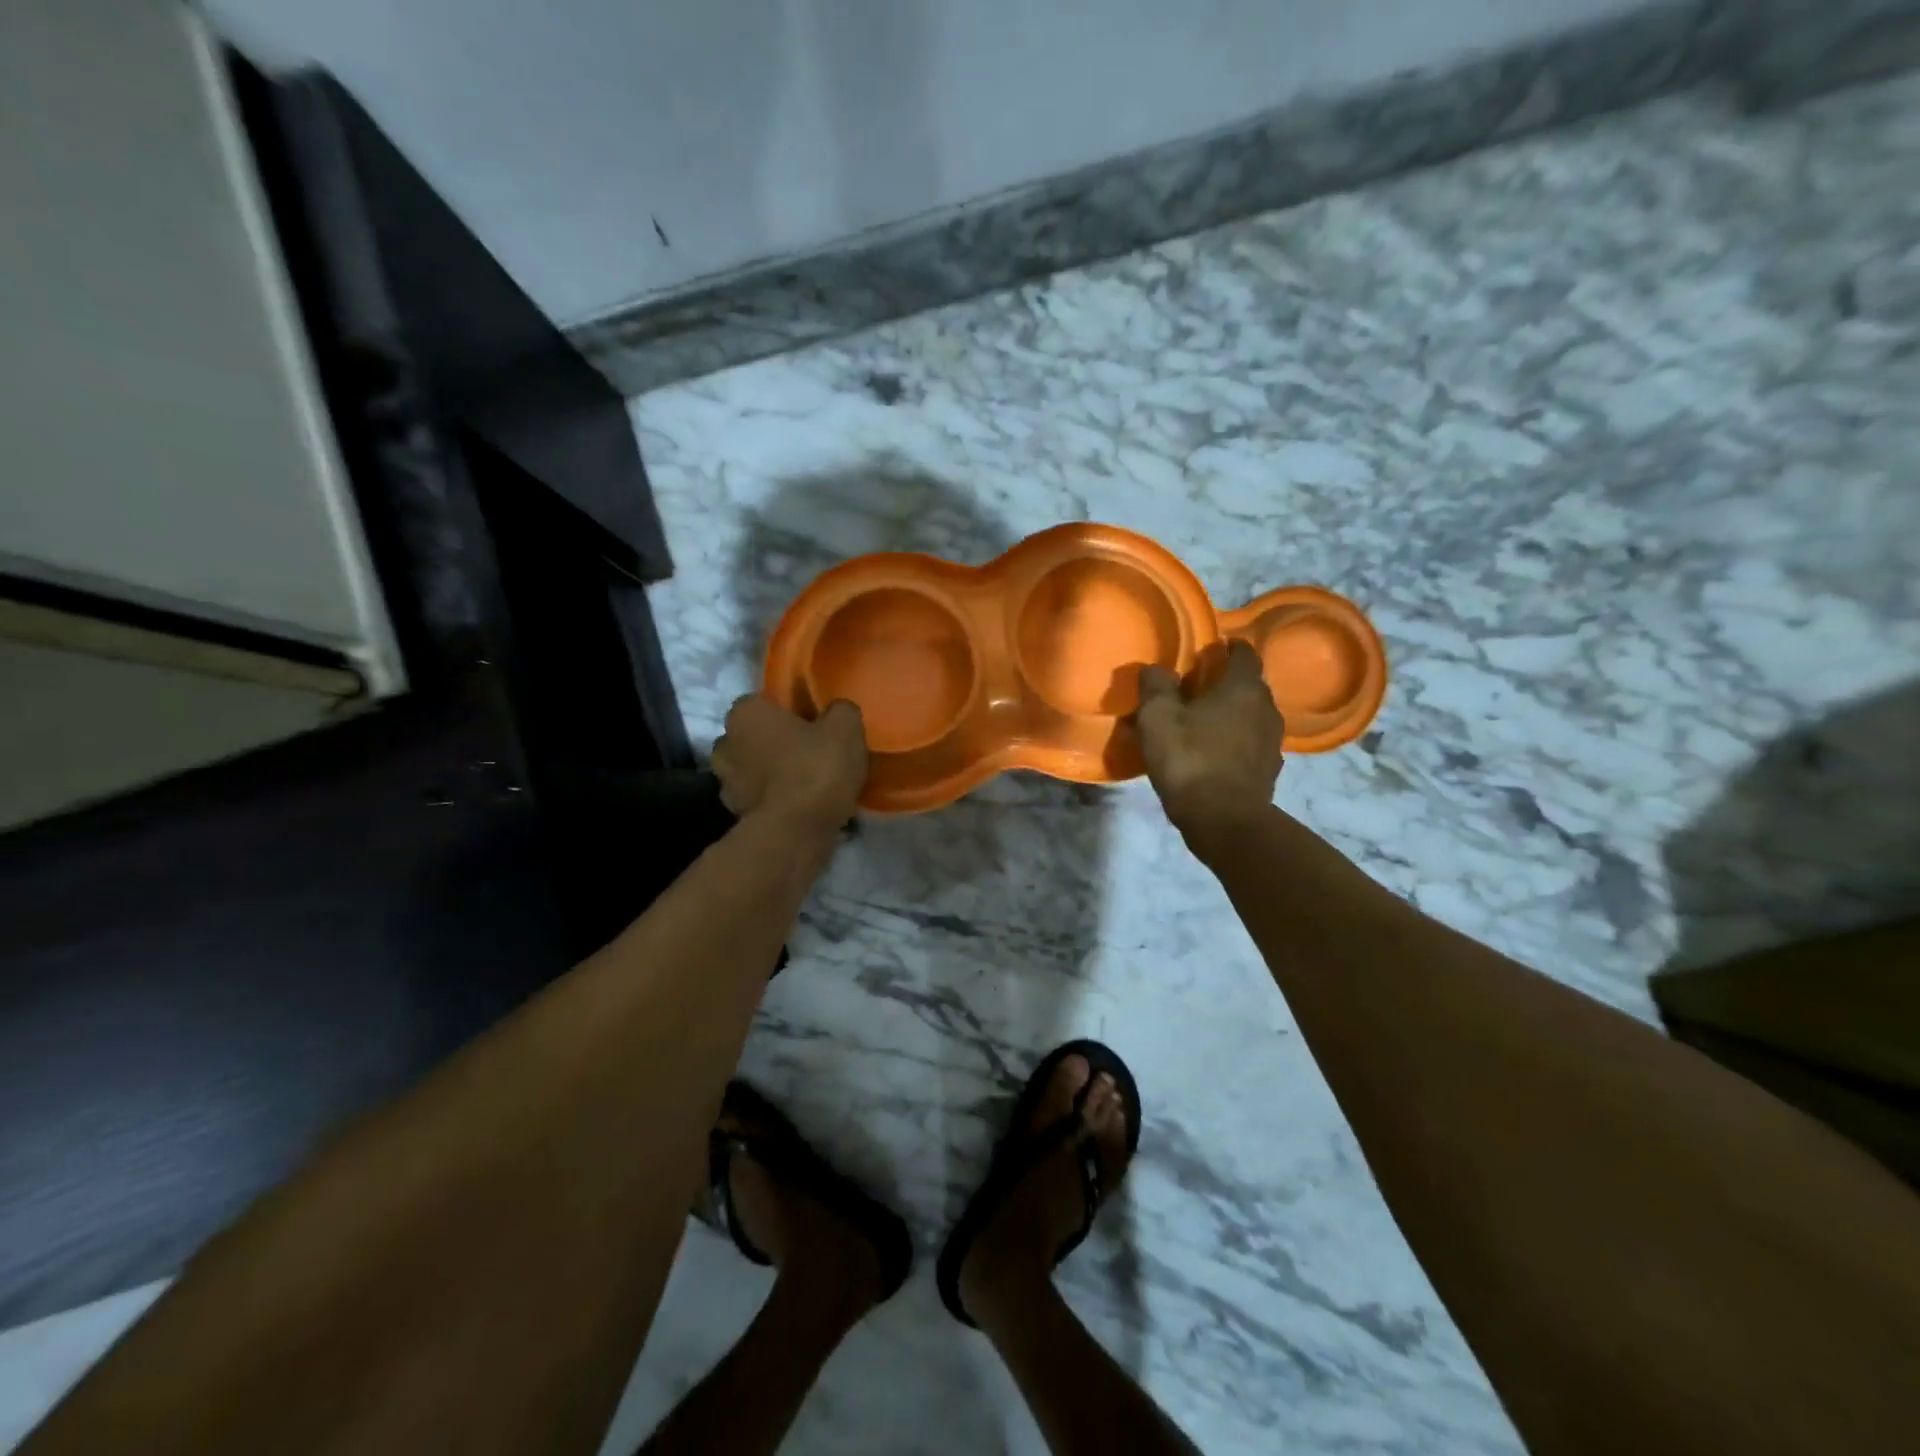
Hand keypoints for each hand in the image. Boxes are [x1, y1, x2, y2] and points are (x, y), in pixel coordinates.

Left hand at [712, 695, 867, 840]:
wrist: (795, 832)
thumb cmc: (815, 768)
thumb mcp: (845, 728)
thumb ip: (841, 711)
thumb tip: (838, 712)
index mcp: (745, 713)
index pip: (762, 702)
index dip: (787, 711)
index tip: (811, 723)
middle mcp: (725, 743)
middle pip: (753, 736)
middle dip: (775, 742)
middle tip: (809, 751)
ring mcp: (725, 783)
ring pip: (753, 769)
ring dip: (772, 773)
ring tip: (807, 782)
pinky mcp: (734, 815)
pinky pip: (758, 798)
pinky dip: (774, 800)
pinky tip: (801, 806)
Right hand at [1134, 640, 1282, 839]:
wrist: (1224, 820)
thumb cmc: (1190, 760)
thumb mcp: (1157, 718)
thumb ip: (1156, 686)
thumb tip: (1156, 669)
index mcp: (1243, 688)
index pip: (1244, 653)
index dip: (1228, 648)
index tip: (1209, 651)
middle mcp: (1267, 708)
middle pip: (1249, 685)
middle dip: (1226, 684)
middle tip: (1197, 690)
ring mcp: (1273, 741)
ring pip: (1251, 716)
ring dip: (1231, 715)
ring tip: (1203, 724)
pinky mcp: (1269, 770)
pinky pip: (1251, 744)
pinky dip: (1235, 742)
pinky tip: (1214, 755)